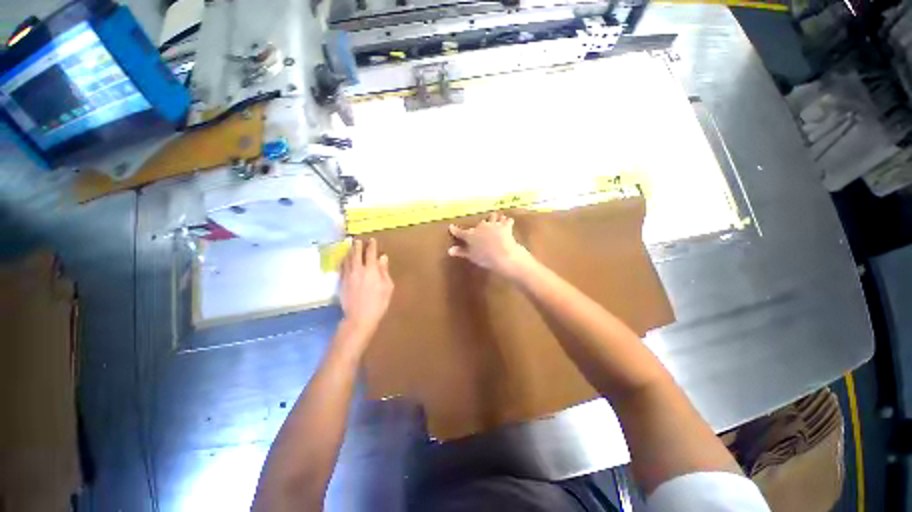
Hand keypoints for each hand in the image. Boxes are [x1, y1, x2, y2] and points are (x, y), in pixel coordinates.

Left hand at [340, 239, 393, 337]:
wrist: (359, 318)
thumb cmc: (378, 303)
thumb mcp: (387, 287)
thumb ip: (384, 271)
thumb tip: (382, 258)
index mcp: (370, 270)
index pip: (370, 253)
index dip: (371, 245)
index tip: (372, 240)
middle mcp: (357, 270)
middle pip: (356, 254)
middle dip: (357, 246)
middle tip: (358, 240)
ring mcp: (348, 276)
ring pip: (347, 260)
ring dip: (349, 252)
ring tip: (351, 247)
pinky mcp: (341, 283)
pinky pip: (342, 268)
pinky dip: (344, 261)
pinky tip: (344, 261)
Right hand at [448, 212, 534, 278]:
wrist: (502, 255)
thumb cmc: (485, 258)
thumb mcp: (471, 256)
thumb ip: (461, 252)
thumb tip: (449, 250)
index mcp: (471, 235)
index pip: (460, 232)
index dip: (455, 230)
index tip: (451, 227)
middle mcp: (481, 227)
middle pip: (479, 223)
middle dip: (480, 226)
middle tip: (481, 229)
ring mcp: (493, 225)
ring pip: (492, 217)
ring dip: (493, 218)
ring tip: (495, 219)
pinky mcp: (505, 226)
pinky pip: (507, 220)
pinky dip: (507, 221)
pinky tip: (508, 222)